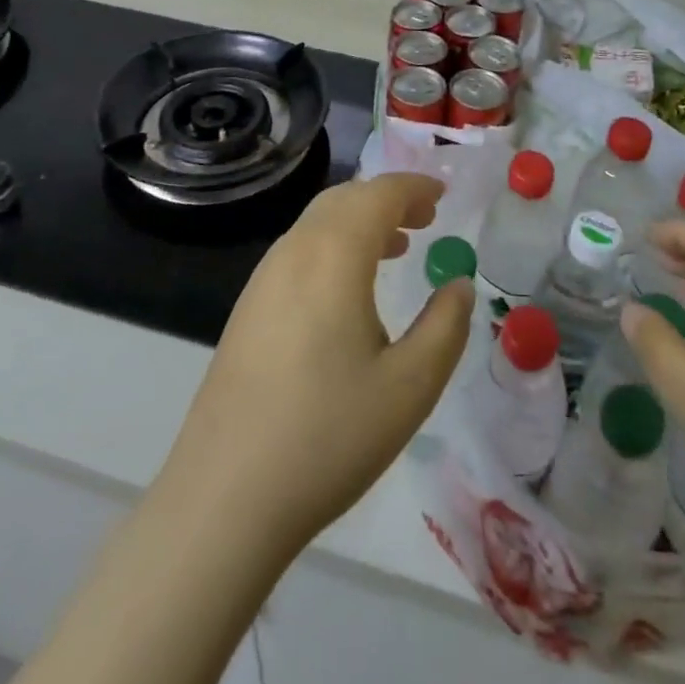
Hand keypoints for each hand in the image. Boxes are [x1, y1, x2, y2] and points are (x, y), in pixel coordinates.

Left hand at [159, 173, 473, 555]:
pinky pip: (298, 251)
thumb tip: (459, 285)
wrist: (225, 496)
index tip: (444, 195)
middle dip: (387, 199)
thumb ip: (445, 326)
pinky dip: (333, 246)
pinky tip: (348, 291)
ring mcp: (263, 279)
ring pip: (317, 224)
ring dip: (359, 222)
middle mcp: (293, 252)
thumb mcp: (410, 387)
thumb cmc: (328, 436)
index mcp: (333, 255)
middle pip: (344, 199)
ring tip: (395, 247)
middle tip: (425, 219)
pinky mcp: (247, 308)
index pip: (378, 195)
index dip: (414, 187)